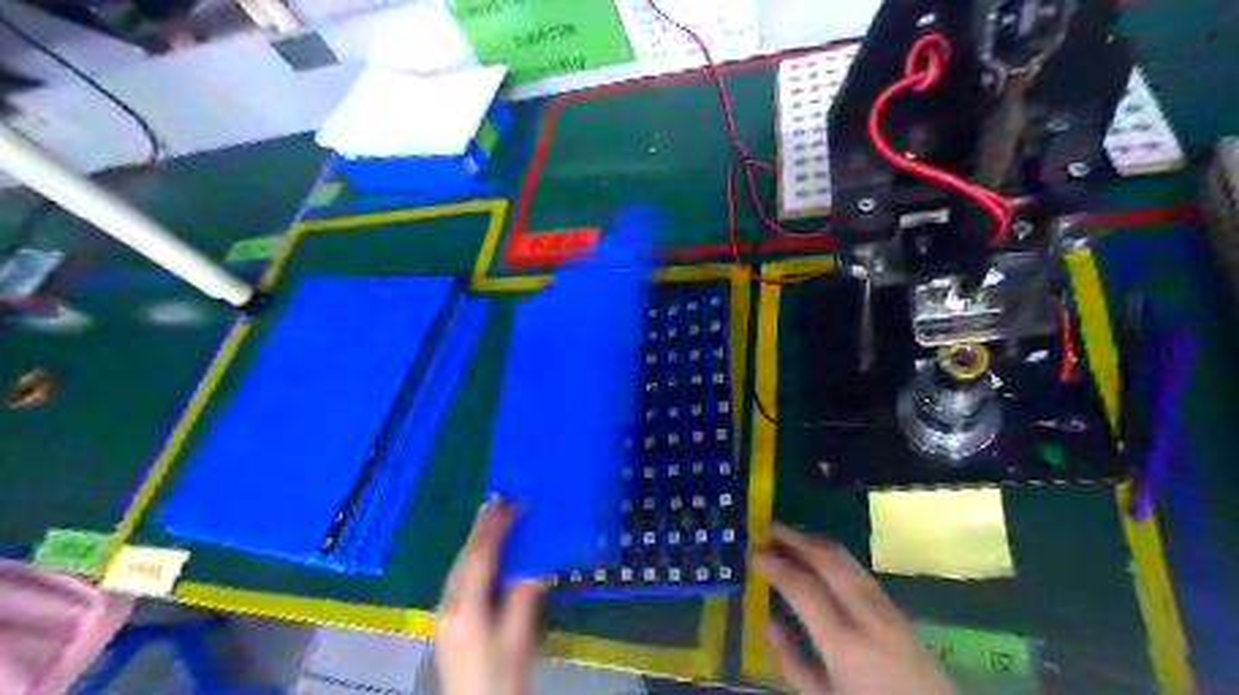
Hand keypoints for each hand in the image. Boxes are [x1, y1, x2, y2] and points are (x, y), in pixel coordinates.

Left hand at [434, 494, 541, 694]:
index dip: (496, 528)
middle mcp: (450, 608)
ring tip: (485, 518)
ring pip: (458, 568)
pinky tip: (478, 556)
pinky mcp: (447, 626)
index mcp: (468, 609)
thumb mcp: (517, 643)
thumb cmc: (500, 681)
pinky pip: (457, 580)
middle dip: (480, 528)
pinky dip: (470, 560)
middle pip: (465, 559)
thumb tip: (531, 571)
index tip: (510, 504)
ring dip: (473, 541)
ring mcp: (444, 617)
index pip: (482, 558)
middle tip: (493, 499)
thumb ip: (521, 603)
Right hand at [744, 524, 955, 693]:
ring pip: (848, 560)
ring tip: (789, 536)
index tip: (754, 552)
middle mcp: (868, 616)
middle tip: (768, 528)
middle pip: (829, 561)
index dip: (775, 566)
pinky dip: (834, 556)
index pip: (803, 588)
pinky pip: (860, 571)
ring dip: (815, 542)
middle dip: (796, 539)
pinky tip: (820, 558)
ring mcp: (888, 609)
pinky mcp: (899, 610)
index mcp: (844, 643)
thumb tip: (766, 623)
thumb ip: (792, 663)